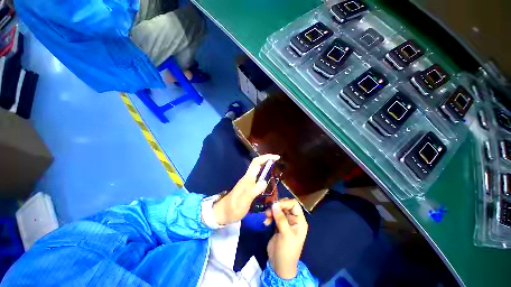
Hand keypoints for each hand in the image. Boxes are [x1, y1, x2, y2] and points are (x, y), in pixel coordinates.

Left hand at [212, 154, 279, 224]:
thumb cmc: (233, 207)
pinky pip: (258, 176)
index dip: (266, 157)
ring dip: (266, 165)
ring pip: (257, 169)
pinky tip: (268, 178)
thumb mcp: (244, 201)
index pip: (256, 162)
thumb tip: (264, 182)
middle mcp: (248, 177)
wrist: (223, 213)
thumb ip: (253, 191)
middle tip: (277, 161)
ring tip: (275, 167)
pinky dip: (264, 173)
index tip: (277, 157)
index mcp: (247, 178)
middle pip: (257, 163)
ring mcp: (247, 181)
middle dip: (267, 159)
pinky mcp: (248, 186)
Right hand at [266, 199, 307, 279]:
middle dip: (277, 207)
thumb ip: (280, 218)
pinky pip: (274, 215)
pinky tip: (266, 223)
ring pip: (278, 209)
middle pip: (285, 205)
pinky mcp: (278, 225)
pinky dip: (269, 217)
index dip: (285, 203)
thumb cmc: (287, 251)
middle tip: (269, 211)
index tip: (275, 205)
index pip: (294, 204)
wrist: (279, 266)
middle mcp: (293, 219)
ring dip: (271, 211)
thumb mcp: (285, 234)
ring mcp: (285, 222)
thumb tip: (274, 204)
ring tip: (266, 217)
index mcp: (299, 221)